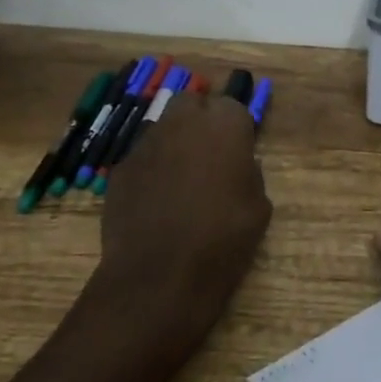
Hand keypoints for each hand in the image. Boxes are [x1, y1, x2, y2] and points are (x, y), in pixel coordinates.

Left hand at [97, 91, 271, 345]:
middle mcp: (183, 121)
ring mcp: (147, 143)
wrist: (159, 278)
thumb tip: (239, 167)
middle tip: (210, 155)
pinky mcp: (121, 169)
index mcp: (224, 124)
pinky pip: (143, 159)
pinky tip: (156, 203)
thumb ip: (250, 174)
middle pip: (192, 103)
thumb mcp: (259, 207)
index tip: (239, 152)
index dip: (236, 129)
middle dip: (200, 120)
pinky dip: (151, 171)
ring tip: (182, 181)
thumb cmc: (222, 239)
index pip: (233, 106)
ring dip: (174, 143)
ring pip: (164, 128)